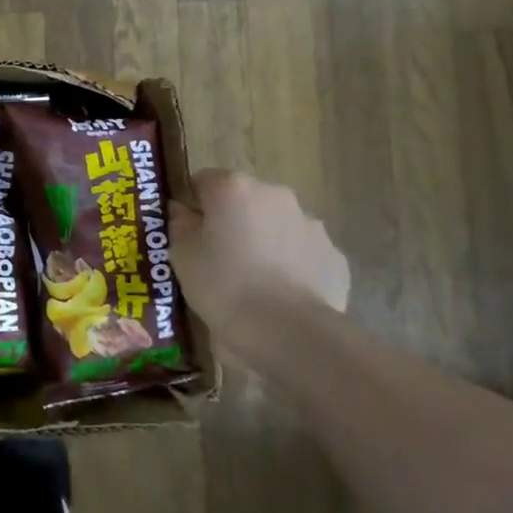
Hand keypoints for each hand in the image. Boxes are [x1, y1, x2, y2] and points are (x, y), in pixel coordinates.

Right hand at [168, 170, 349, 333]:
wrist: (289, 332)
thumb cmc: (223, 285)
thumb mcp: (181, 255)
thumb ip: (179, 224)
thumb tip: (183, 211)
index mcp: (233, 188)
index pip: (202, 181)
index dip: (192, 205)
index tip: (187, 233)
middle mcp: (275, 195)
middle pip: (243, 200)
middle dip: (231, 221)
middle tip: (216, 258)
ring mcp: (311, 224)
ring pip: (275, 225)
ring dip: (262, 241)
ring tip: (250, 281)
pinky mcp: (334, 256)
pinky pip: (301, 253)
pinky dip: (289, 265)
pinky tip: (279, 294)